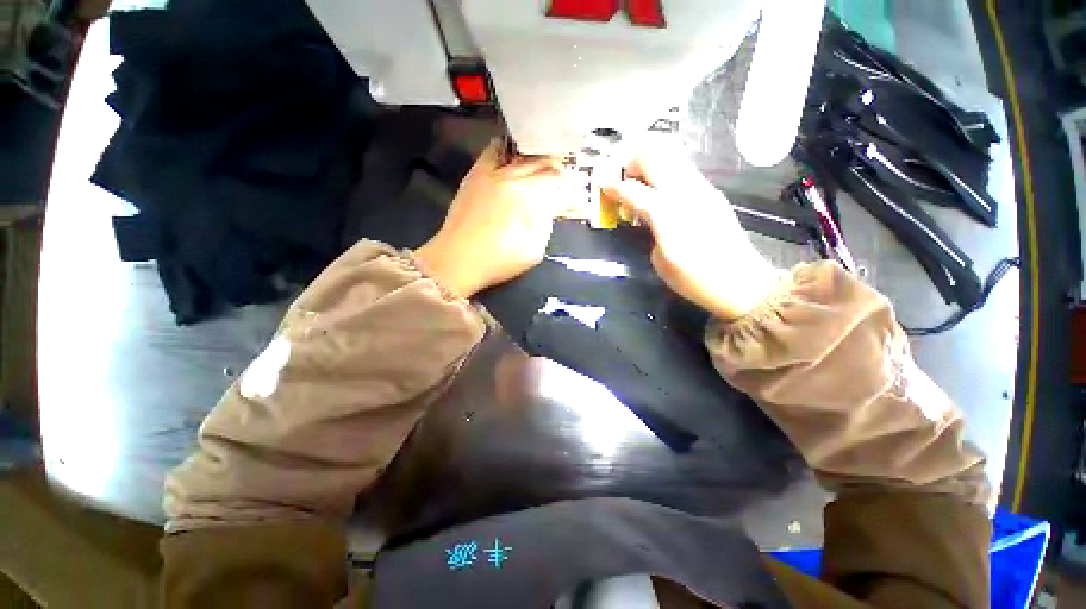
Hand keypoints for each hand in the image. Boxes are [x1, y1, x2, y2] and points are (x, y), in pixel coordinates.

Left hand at [415, 142, 568, 298]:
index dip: (566, 184)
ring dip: (535, 157)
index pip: (557, 177)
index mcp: (529, 195)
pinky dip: (506, 148)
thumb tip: (553, 205)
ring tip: (540, 165)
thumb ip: (547, 221)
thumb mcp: (535, 248)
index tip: (568, 193)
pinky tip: (513, 154)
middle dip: (555, 168)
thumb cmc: (498, 260)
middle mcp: (512, 177)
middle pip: (542, 160)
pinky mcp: (476, 174)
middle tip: (558, 178)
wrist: (457, 260)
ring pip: (522, 153)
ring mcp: (492, 173)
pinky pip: (493, 150)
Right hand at [602, 147, 778, 319]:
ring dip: (650, 161)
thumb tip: (646, 216)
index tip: (602, 186)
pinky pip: (683, 168)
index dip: (611, 185)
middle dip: (631, 161)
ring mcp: (701, 187)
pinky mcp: (712, 192)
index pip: (630, 188)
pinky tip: (666, 194)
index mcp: (665, 211)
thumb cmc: (698, 280)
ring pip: (669, 154)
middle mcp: (683, 190)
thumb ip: (649, 230)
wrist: (742, 283)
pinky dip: (667, 171)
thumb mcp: (662, 263)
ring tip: (644, 182)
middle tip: (624, 179)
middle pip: (650, 154)